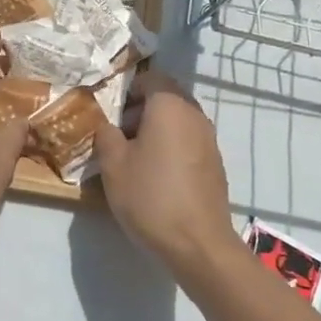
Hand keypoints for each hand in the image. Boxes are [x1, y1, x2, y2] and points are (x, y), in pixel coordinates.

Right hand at [94, 71, 238, 282]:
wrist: (198, 243)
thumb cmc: (150, 196)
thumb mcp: (113, 165)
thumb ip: (106, 134)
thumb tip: (107, 123)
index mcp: (169, 106)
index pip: (151, 77)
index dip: (128, 87)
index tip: (111, 109)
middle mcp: (194, 114)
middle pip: (166, 97)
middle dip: (140, 109)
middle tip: (118, 133)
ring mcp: (209, 139)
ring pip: (178, 119)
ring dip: (156, 128)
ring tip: (134, 156)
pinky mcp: (215, 163)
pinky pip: (188, 140)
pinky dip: (171, 146)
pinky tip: (156, 174)